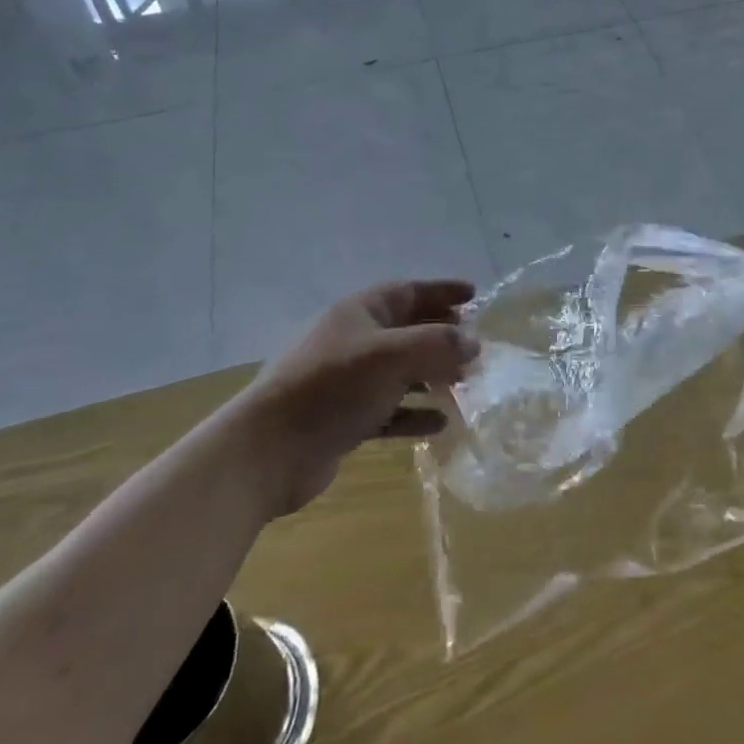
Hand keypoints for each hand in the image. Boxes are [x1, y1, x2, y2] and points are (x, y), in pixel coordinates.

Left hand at [247, 279, 476, 511]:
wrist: (267, 451)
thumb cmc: (332, 387)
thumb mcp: (392, 356)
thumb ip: (438, 344)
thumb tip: (474, 343)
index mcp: (359, 313)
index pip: (408, 291)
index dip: (442, 291)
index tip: (475, 296)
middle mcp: (354, 341)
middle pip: (406, 330)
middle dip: (441, 336)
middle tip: (475, 347)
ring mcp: (347, 382)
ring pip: (400, 372)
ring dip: (432, 376)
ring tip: (464, 385)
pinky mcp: (344, 419)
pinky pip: (388, 410)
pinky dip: (414, 414)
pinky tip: (439, 424)